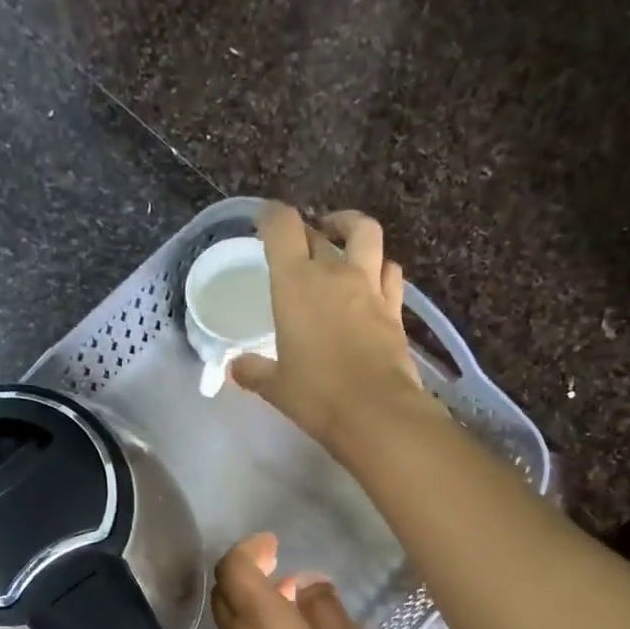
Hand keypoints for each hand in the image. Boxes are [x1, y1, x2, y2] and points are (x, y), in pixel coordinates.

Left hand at [211, 533, 379, 628]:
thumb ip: (325, 608)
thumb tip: (308, 585)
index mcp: (259, 621)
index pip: (232, 568)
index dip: (249, 549)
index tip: (273, 544)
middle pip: (225, 590)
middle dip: (246, 569)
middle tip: (277, 561)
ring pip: (232, 616)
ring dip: (253, 596)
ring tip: (292, 591)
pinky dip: (258, 621)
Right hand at [232, 203, 432, 454]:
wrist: (376, 412)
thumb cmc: (316, 396)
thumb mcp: (276, 387)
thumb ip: (253, 371)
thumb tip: (235, 368)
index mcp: (296, 283)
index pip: (282, 227)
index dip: (271, 216)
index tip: (263, 222)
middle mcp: (334, 273)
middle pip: (320, 230)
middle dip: (307, 229)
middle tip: (298, 242)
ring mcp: (370, 287)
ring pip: (366, 234)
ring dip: (351, 229)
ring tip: (341, 240)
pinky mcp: (394, 308)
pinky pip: (389, 271)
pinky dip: (379, 267)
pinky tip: (371, 279)